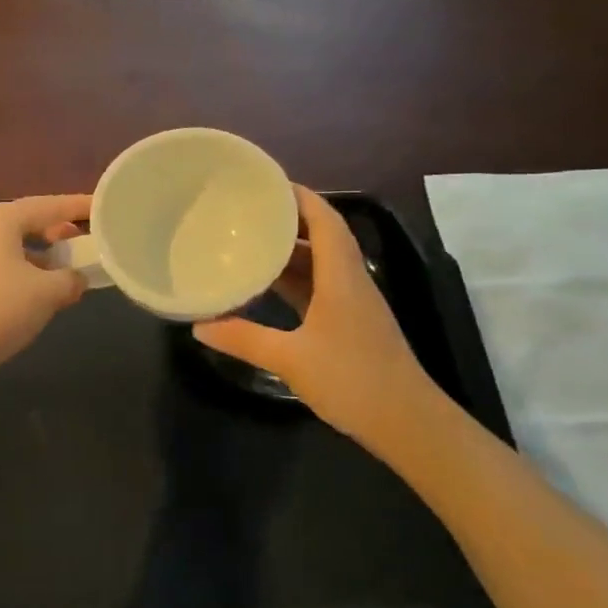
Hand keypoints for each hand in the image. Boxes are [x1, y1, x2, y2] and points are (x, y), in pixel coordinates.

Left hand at [0, 194, 91, 373]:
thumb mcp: (47, 293)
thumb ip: (70, 279)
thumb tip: (77, 279)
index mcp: (0, 220)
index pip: (49, 205)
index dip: (79, 206)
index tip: (104, 207)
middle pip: (27, 222)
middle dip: (59, 231)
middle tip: (87, 239)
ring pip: (13, 247)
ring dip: (42, 256)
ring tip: (68, 270)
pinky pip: (0, 267)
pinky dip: (24, 273)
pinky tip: (40, 294)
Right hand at [193, 185, 451, 458]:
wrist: (408, 424)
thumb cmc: (352, 381)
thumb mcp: (290, 359)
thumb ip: (243, 339)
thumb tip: (199, 326)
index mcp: (341, 276)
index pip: (324, 219)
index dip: (299, 196)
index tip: (265, 184)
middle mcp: (350, 280)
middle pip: (323, 234)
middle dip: (288, 218)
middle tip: (247, 211)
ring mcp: (353, 303)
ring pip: (321, 262)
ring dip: (290, 249)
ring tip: (251, 240)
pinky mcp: (351, 323)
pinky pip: (320, 286)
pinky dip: (295, 278)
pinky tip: (268, 285)